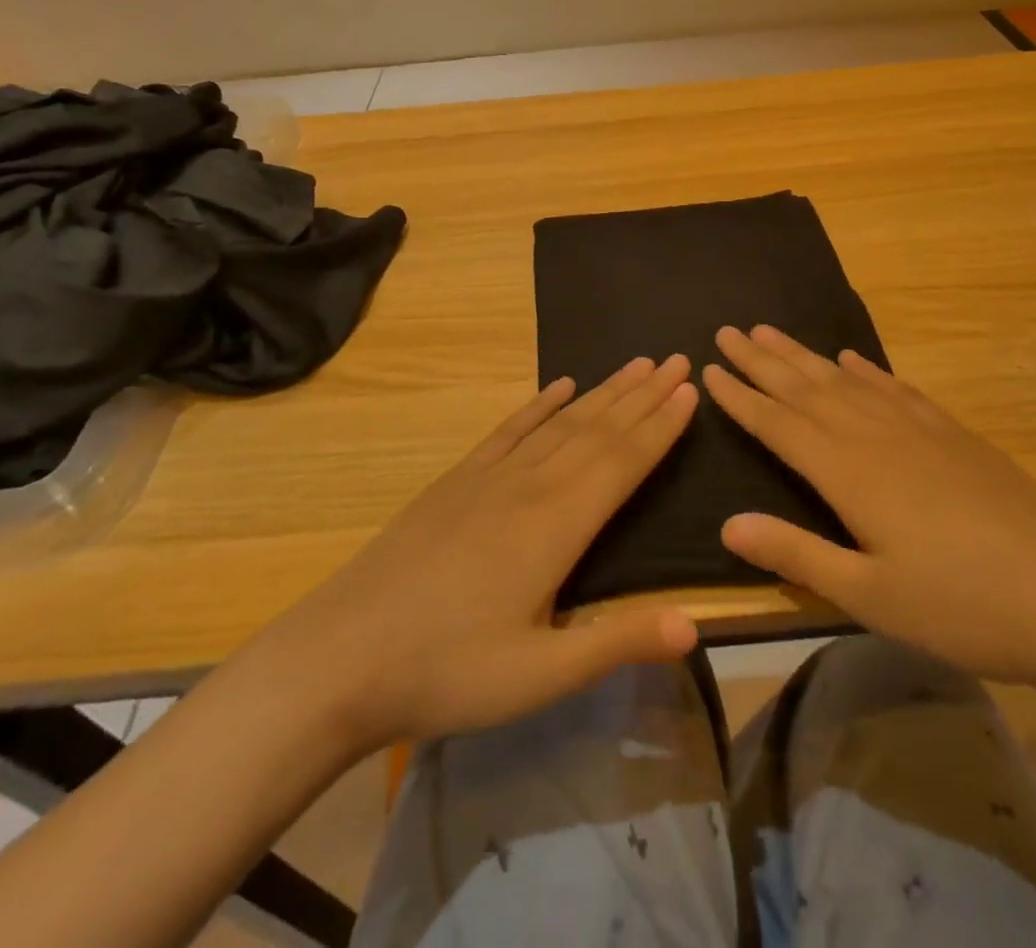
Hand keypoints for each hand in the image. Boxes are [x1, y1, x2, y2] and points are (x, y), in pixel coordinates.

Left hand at [262, 356, 700, 752]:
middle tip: (676, 359)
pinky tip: (558, 386)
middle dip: (642, 395)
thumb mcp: (538, 676)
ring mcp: (488, 477)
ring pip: (560, 422)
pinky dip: (539, 405)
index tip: (691, 388)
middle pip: (598, 430)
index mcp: (556, 526)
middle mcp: (529, 486)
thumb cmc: (445, 672)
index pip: (622, 462)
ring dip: (602, 393)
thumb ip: (617, 642)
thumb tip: (696, 624)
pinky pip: (509, 430)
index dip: (661, 425)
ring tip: (635, 366)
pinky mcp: (457, 481)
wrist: (339, 657)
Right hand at [704, 325, 1035, 687]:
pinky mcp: (952, 434)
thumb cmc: (962, 605)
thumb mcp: (869, 596)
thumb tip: (727, 525)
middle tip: (728, 330)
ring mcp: (918, 429)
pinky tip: (853, 359)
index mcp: (849, 472)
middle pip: (806, 388)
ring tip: (772, 331)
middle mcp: (875, 436)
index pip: (779, 424)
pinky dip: (866, 370)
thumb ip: (796, 555)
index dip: (741, 397)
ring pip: (845, 380)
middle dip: (762, 360)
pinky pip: (895, 388)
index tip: (710, 369)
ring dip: (804, 355)